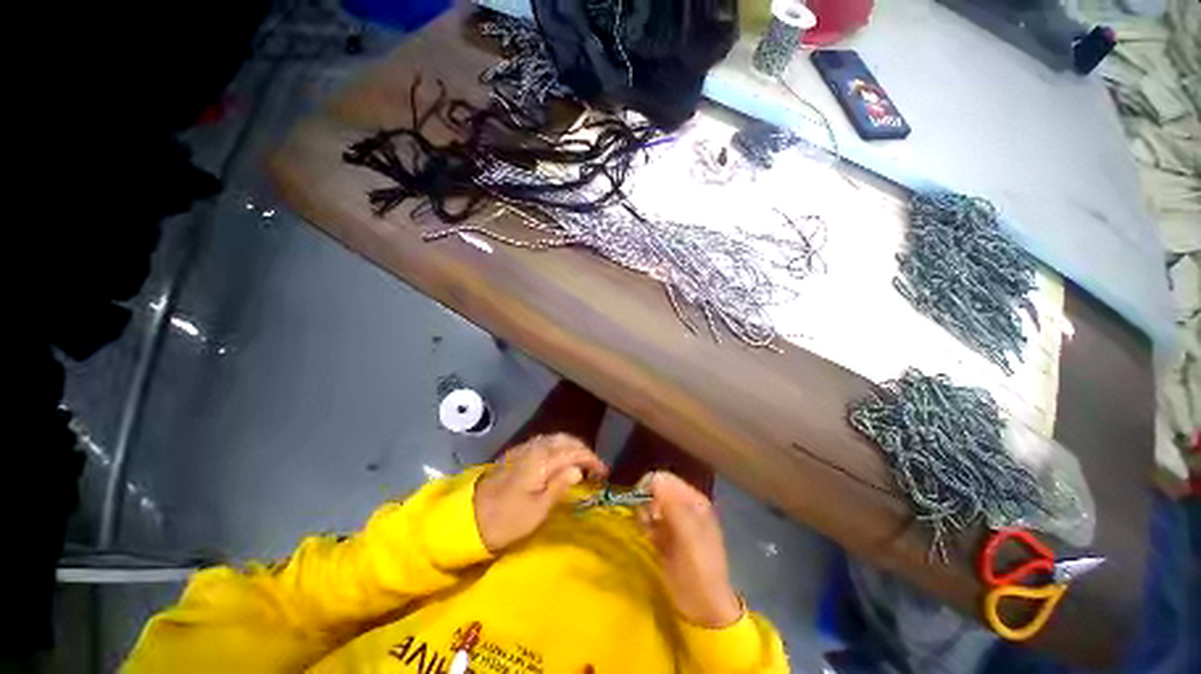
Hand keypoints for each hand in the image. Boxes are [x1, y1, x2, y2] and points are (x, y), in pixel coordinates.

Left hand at [474, 434, 607, 552]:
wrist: (468, 518)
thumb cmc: (506, 520)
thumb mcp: (537, 511)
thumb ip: (559, 486)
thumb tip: (577, 469)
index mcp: (542, 460)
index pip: (574, 452)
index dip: (592, 460)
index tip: (604, 472)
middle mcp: (535, 448)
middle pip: (566, 440)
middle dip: (583, 450)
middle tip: (594, 468)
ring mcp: (524, 449)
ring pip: (555, 439)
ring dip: (571, 446)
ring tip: (580, 463)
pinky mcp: (516, 454)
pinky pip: (544, 442)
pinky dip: (558, 446)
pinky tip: (559, 458)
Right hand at [637, 472, 742, 628]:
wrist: (702, 607)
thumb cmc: (699, 567)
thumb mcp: (688, 534)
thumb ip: (673, 504)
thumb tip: (655, 476)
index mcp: (694, 500)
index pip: (667, 479)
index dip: (651, 485)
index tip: (642, 500)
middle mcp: (683, 506)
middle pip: (656, 490)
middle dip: (647, 501)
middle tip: (649, 521)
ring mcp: (674, 521)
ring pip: (650, 505)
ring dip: (645, 515)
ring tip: (650, 532)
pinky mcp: (664, 536)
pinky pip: (649, 520)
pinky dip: (645, 526)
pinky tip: (650, 538)